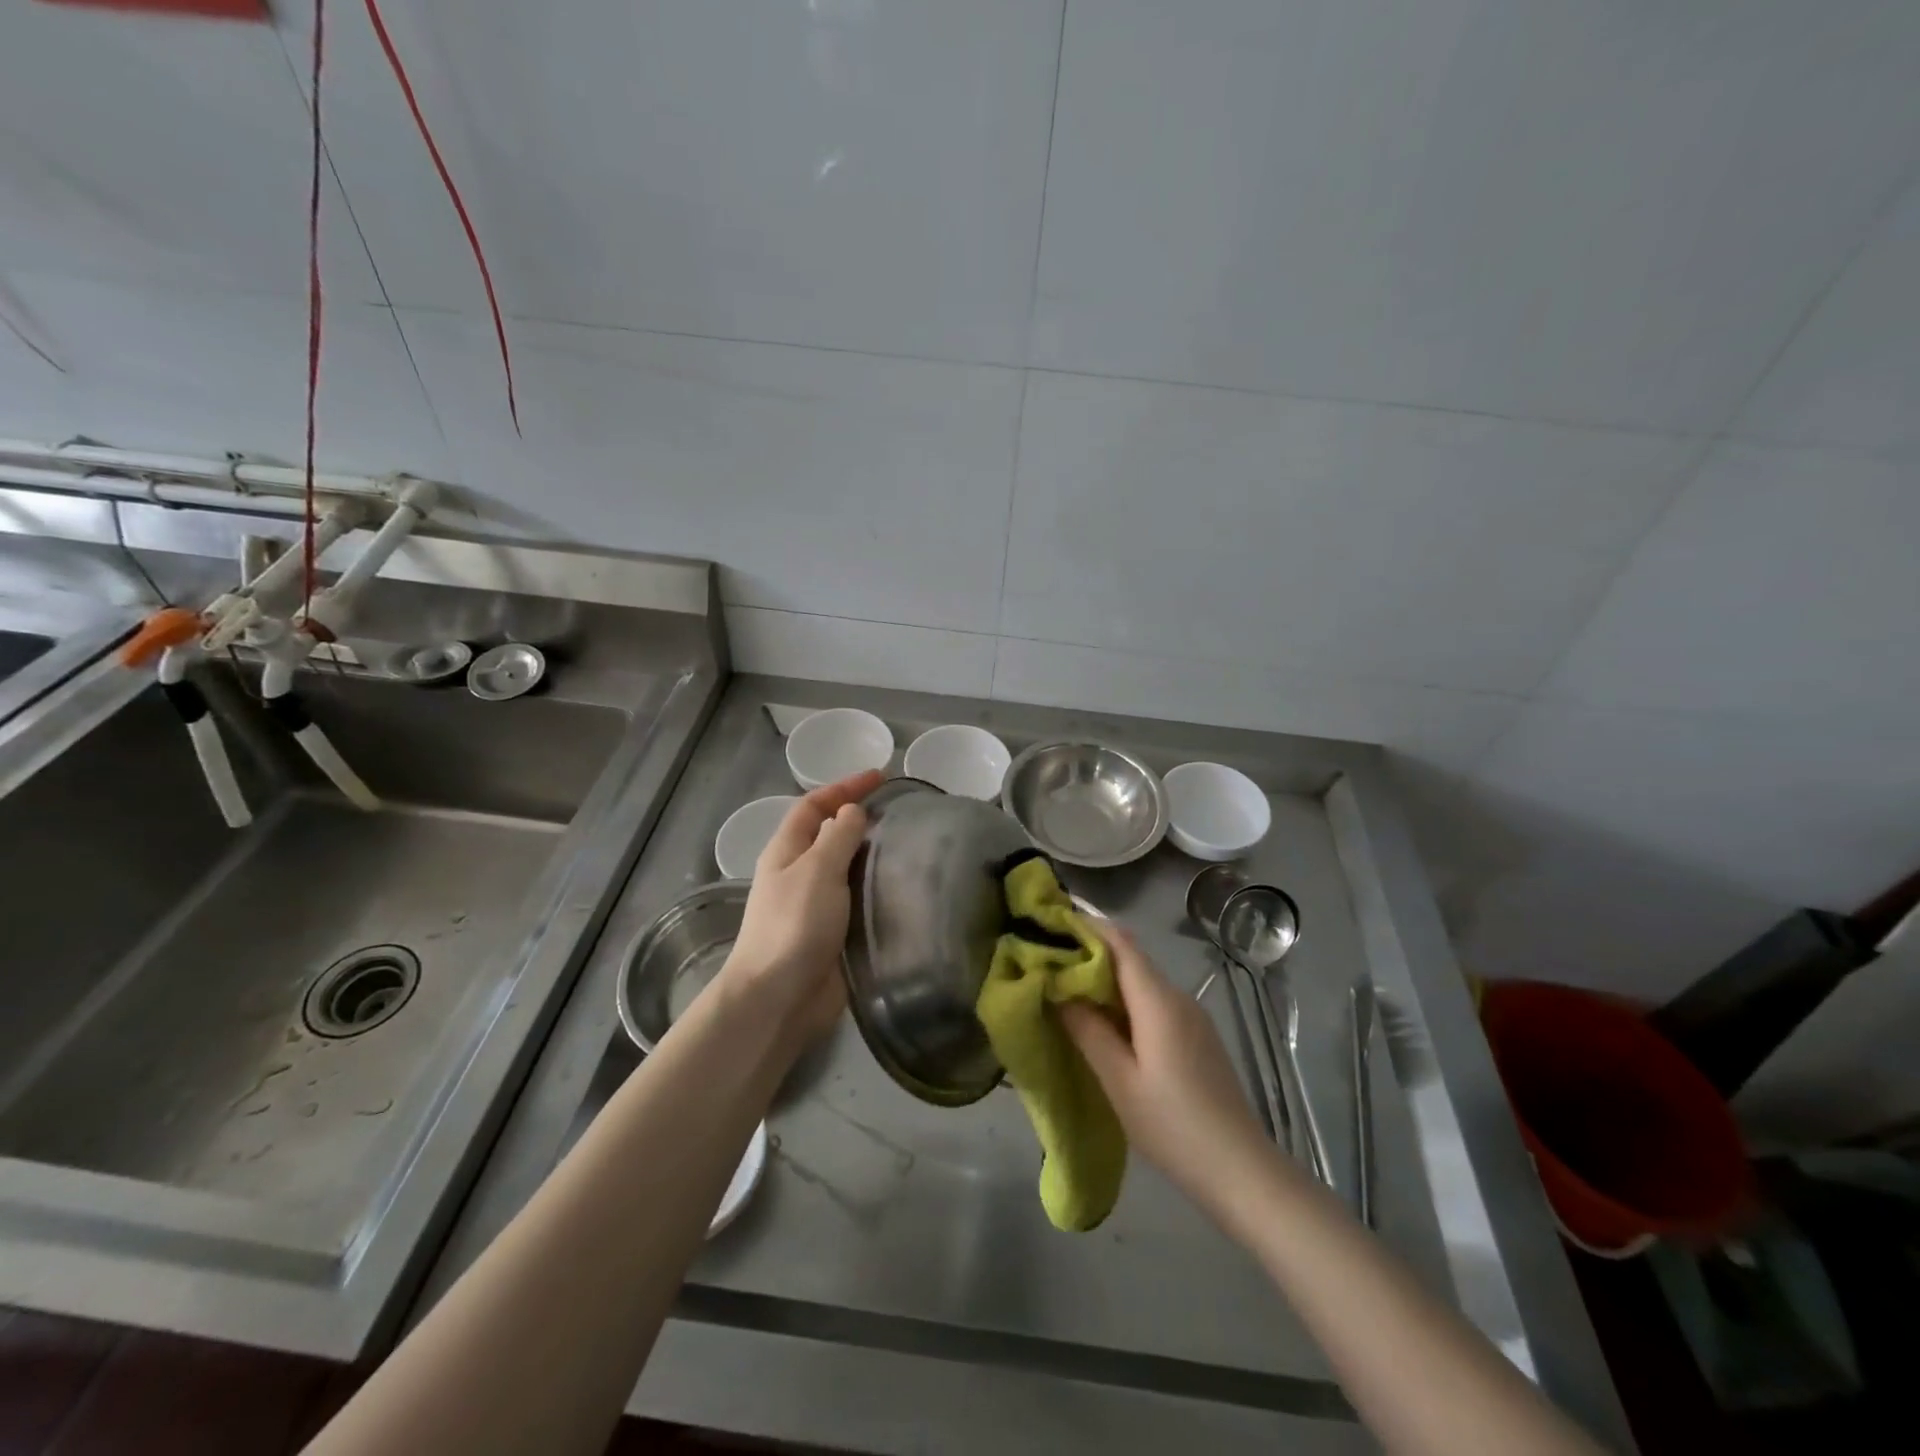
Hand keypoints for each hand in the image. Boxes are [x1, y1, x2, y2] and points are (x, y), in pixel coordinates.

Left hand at [721, 769, 880, 1044]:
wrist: (779, 998)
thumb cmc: (794, 925)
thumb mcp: (816, 870)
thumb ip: (838, 837)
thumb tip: (853, 811)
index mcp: (787, 851)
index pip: (814, 805)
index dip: (844, 787)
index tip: (880, 776)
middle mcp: (800, 872)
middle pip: (831, 834)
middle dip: (862, 818)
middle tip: (904, 811)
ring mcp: (817, 904)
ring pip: (849, 867)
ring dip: (874, 854)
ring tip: (913, 844)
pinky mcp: (835, 932)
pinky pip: (860, 898)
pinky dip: (880, 887)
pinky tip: (906, 886)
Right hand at [1059, 924, 1275, 1217]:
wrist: (1242, 1171)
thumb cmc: (1174, 1126)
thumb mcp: (1119, 1082)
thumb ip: (1087, 1031)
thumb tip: (1058, 989)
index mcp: (1158, 1001)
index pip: (1120, 943)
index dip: (1087, 926)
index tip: (1051, 922)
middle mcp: (1178, 997)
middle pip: (1130, 958)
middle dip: (1089, 952)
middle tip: (1048, 960)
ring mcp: (1191, 1017)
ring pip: (1142, 981)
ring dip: (1106, 978)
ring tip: (1066, 989)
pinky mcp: (1196, 1036)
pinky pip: (1153, 1002)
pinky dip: (1124, 1000)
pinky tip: (1104, 1022)